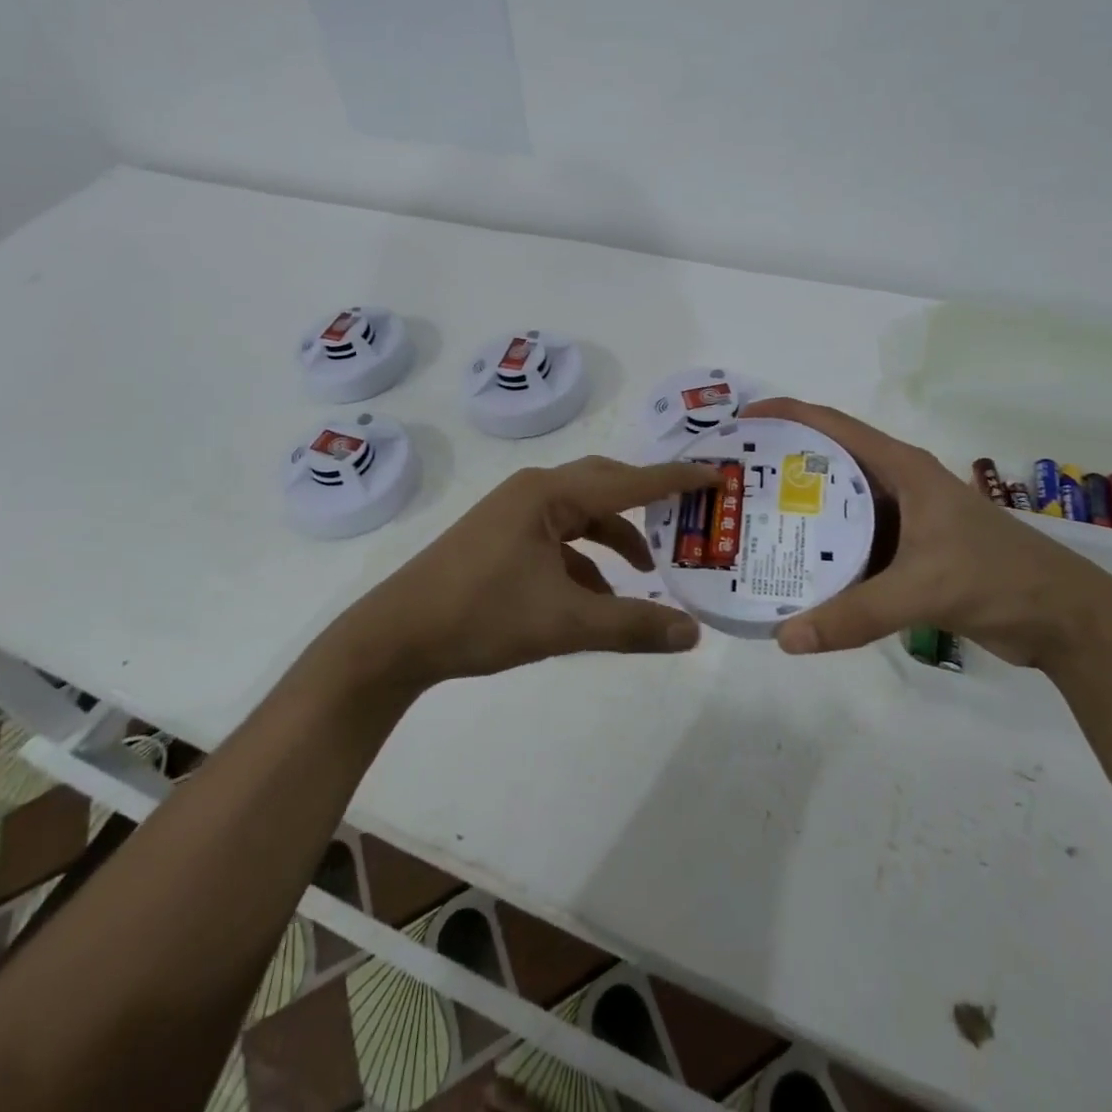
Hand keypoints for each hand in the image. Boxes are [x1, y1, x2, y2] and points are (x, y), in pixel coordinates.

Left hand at [326, 456, 719, 690]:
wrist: (396, 636)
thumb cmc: (480, 615)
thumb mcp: (563, 623)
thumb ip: (631, 626)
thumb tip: (692, 634)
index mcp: (549, 495)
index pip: (628, 481)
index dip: (675, 480)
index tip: (716, 475)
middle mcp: (533, 493)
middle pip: (604, 487)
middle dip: (646, 504)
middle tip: (687, 518)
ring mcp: (512, 516)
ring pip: (580, 517)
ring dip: (615, 540)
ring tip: (647, 573)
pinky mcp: (500, 540)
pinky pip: (557, 540)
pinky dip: (585, 562)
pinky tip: (597, 598)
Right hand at [742, 398, 1111, 668]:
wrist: (1064, 619)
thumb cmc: (998, 578)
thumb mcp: (923, 589)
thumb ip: (854, 614)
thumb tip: (785, 638)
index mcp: (902, 469)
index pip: (833, 425)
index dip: (786, 414)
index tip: (740, 420)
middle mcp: (897, 485)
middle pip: (827, 464)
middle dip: (780, 467)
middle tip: (733, 481)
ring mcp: (903, 520)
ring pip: (838, 509)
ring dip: (800, 514)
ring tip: (749, 525)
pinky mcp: (908, 553)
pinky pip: (852, 545)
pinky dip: (823, 554)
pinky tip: (792, 571)